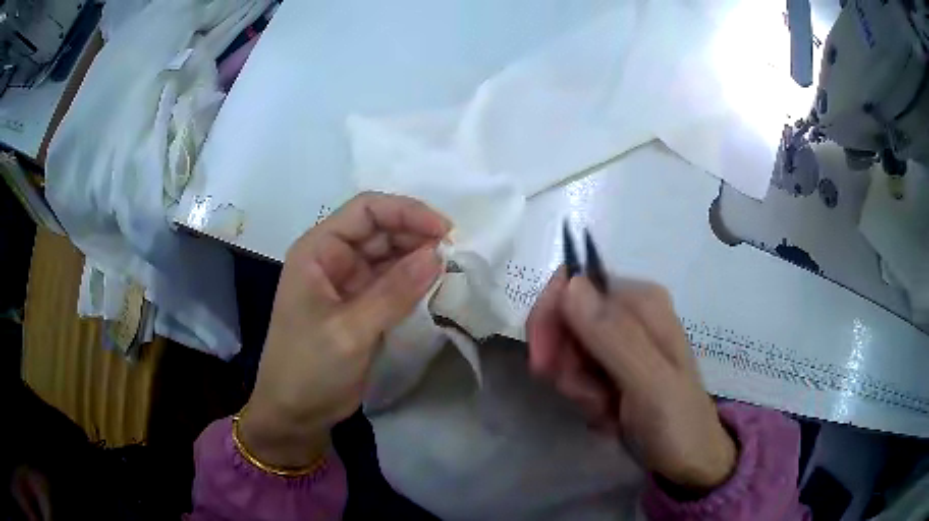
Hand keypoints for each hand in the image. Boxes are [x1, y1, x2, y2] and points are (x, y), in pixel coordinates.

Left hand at [240, 192, 448, 468]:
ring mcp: (348, 282)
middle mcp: (333, 258)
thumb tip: (439, 254)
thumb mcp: (349, 330)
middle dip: (417, 235)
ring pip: (390, 255)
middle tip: (454, 254)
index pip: (365, 210)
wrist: (296, 413)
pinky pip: (393, 283)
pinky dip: (415, 282)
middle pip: (381, 229)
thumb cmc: (308, 368)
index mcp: (317, 250)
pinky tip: (437, 285)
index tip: (444, 231)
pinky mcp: (362, 306)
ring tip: (451, 268)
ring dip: (419, 258)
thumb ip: (394, 291)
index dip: (406, 211)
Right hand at [527, 270, 736, 491]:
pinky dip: (584, 398)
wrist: (690, 461)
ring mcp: (622, 344)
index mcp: (642, 302)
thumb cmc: (678, 423)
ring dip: (577, 386)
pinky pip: (577, 374)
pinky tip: (608, 416)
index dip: (550, 318)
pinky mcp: (614, 369)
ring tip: (606, 410)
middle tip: (587, 396)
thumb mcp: (650, 383)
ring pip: (568, 351)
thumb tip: (570, 283)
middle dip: (566, 363)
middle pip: (567, 320)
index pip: (574, 284)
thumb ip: (613, 336)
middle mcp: (630, 315)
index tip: (544, 364)